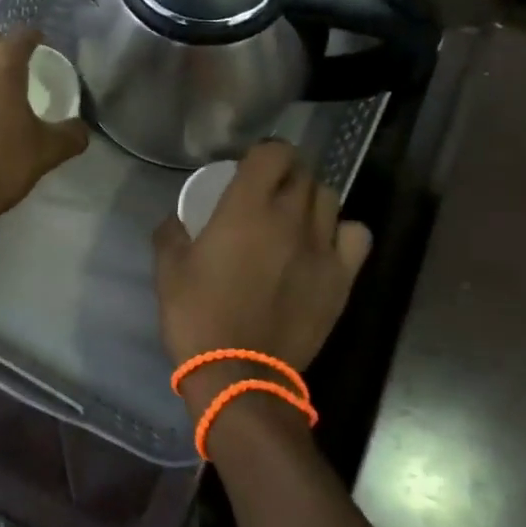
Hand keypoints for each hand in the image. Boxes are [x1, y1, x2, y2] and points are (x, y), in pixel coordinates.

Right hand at [154, 140, 371, 419]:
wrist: (239, 375)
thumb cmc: (198, 315)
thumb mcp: (168, 268)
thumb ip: (171, 232)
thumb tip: (177, 219)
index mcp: (247, 206)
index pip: (274, 152)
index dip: (264, 152)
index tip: (249, 168)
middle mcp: (290, 216)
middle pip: (303, 172)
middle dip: (286, 173)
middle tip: (266, 193)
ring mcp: (322, 247)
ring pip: (330, 198)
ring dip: (311, 198)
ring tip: (295, 217)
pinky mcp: (341, 278)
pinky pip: (357, 235)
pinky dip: (343, 231)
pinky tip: (324, 244)